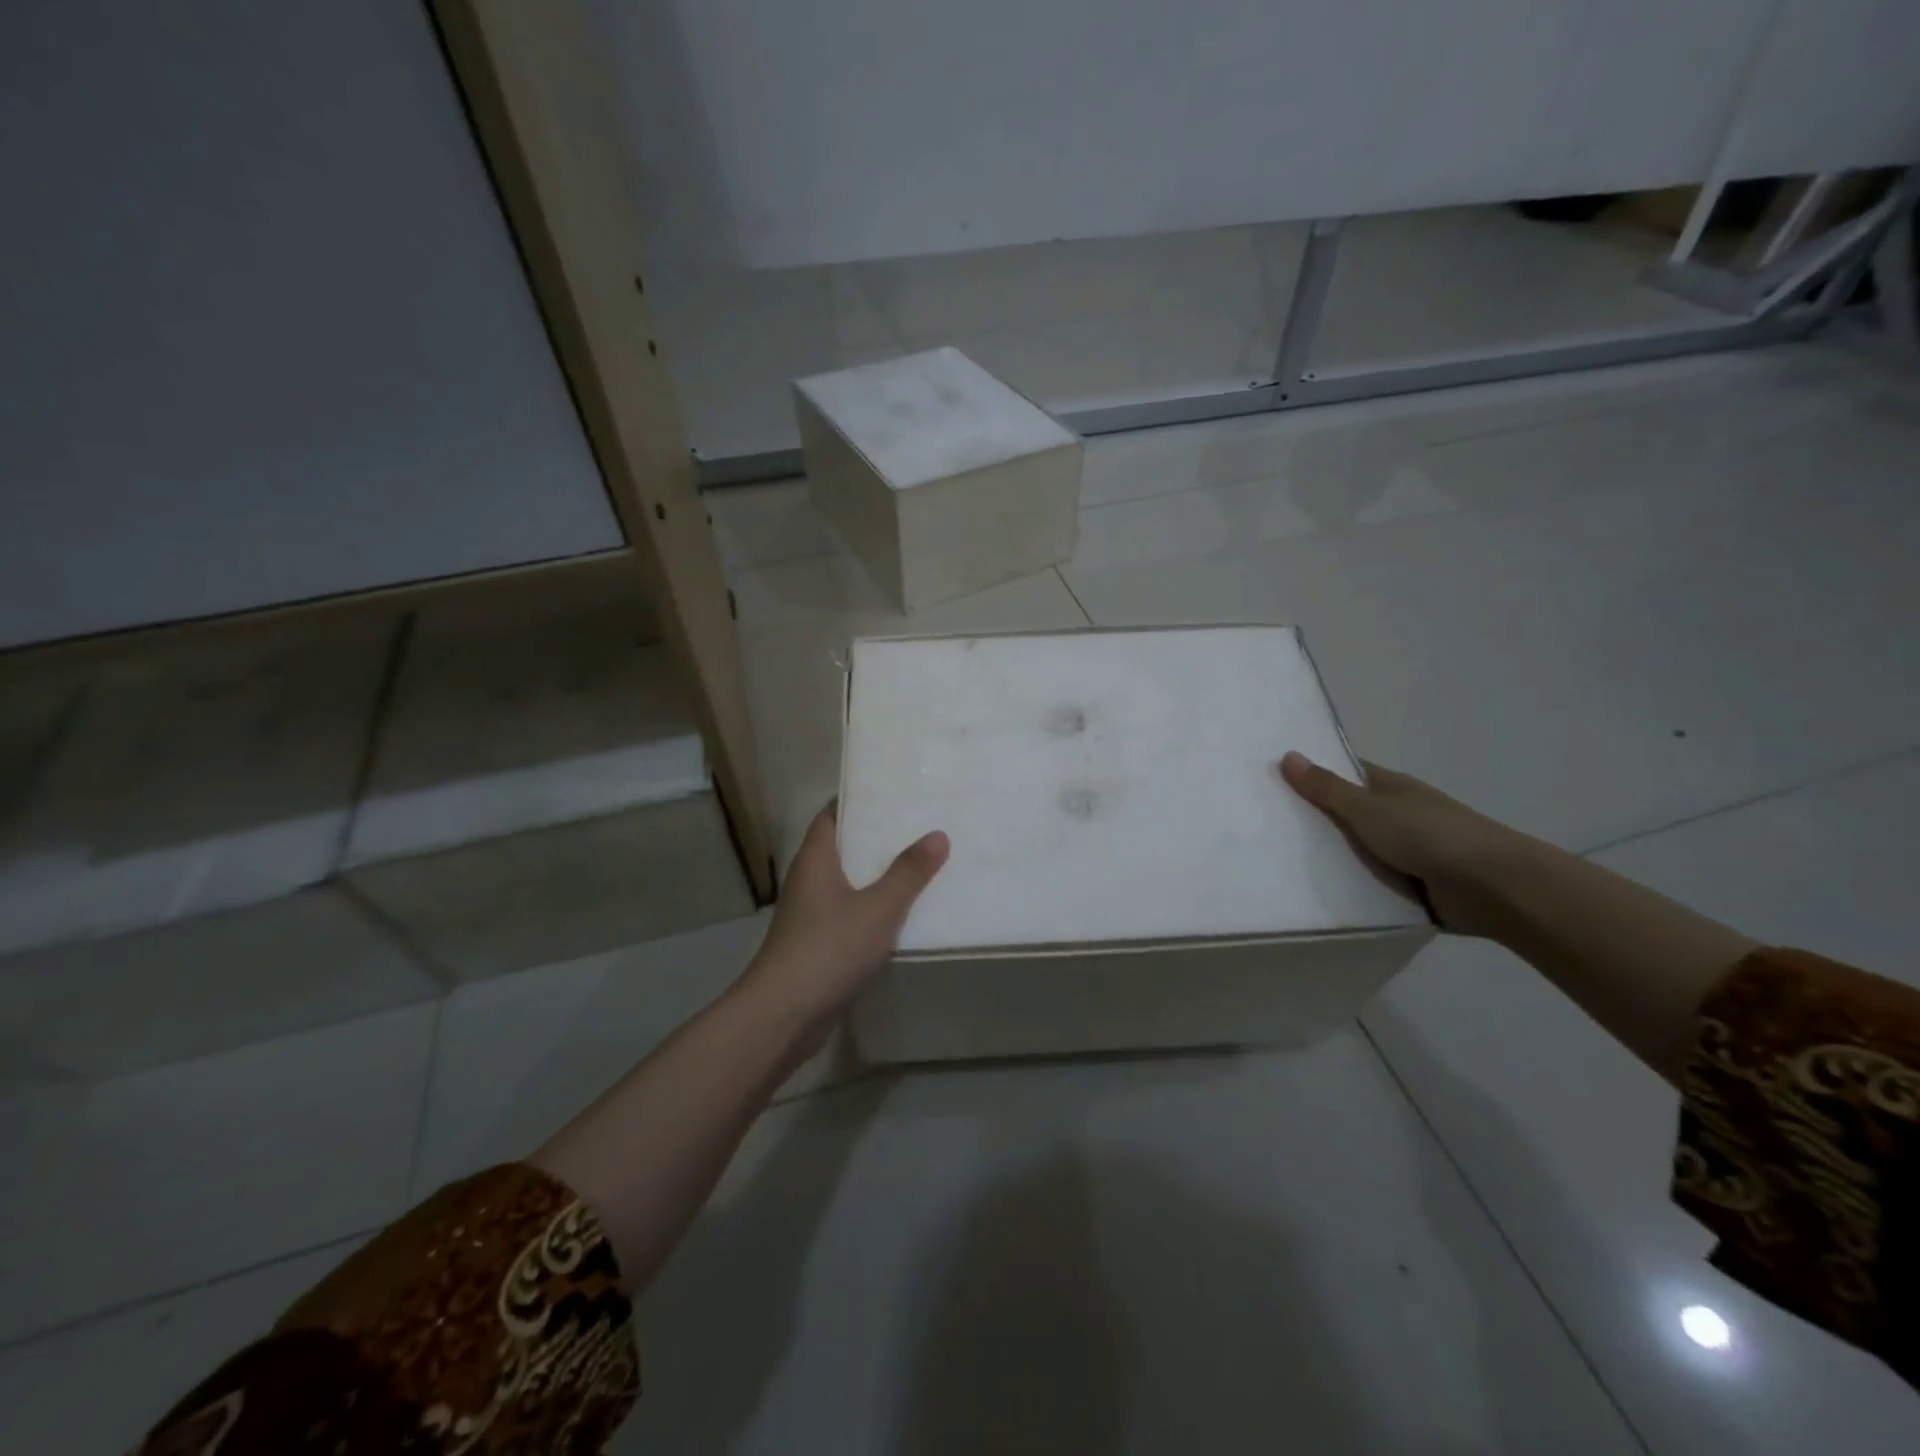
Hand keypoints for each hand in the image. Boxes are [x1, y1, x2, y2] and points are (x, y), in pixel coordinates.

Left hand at [739, 802, 949, 1027]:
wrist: (783, 1014)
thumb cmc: (828, 948)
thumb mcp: (878, 907)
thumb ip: (909, 872)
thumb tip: (938, 835)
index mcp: (815, 859)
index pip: (831, 815)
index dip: (857, 800)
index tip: (891, 792)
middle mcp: (809, 880)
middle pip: (843, 847)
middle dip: (876, 838)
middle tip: (918, 825)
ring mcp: (810, 915)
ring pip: (848, 883)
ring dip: (877, 875)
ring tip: (919, 864)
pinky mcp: (817, 944)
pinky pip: (849, 914)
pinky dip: (872, 909)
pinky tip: (901, 914)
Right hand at [1278, 752, 1520, 937]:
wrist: (1492, 887)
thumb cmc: (1430, 835)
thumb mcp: (1369, 809)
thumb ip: (1327, 788)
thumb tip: (1288, 755)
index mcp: (1389, 788)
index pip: (1343, 772)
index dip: (1312, 772)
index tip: (1271, 777)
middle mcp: (1395, 815)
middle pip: (1344, 813)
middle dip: (1311, 818)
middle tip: (1261, 822)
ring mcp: (1404, 851)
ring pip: (1354, 849)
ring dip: (1328, 855)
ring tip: (1274, 860)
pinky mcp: (1409, 885)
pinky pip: (1368, 881)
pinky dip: (1347, 884)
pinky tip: (1312, 890)